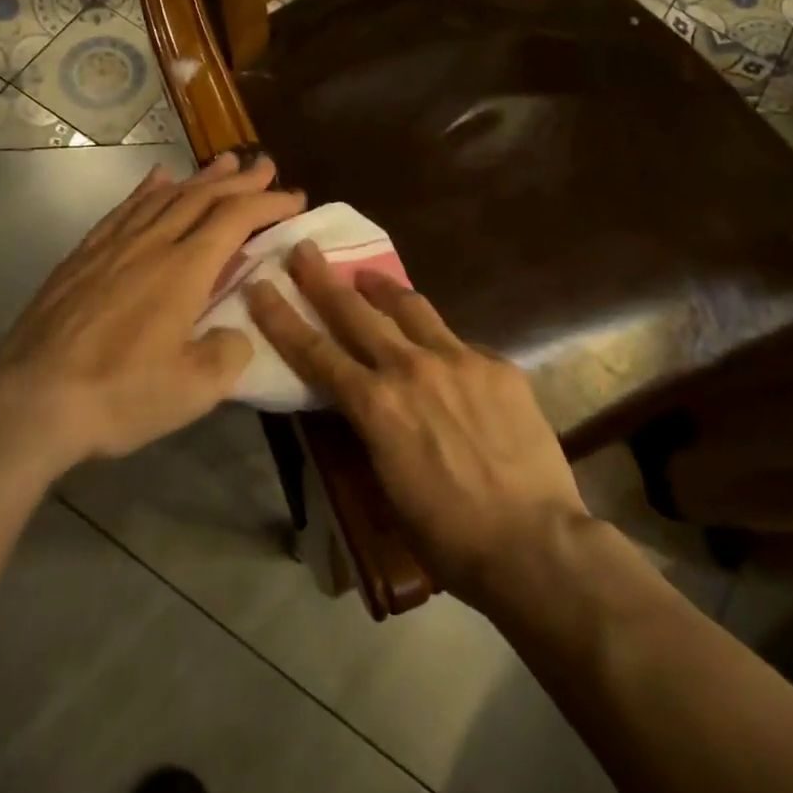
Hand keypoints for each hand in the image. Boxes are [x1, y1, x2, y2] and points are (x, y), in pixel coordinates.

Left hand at [0, 152, 304, 475]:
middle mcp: (150, 245)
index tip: (296, 197)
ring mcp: (112, 247)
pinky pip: (123, 210)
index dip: (269, 204)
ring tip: (223, 163)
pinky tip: (157, 180)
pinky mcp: (82, 257)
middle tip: (266, 166)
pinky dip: (147, 190)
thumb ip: (228, 353)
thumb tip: (235, 332)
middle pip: (202, 198)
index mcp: (184, 270)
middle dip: (239, 180)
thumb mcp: (194, 390)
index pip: (236, 219)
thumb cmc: (118, 395)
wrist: (29, 402)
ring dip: (199, 178)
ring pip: (163, 197)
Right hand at [244, 243, 587, 607]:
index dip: (281, 317)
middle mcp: (410, 368)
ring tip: (368, 276)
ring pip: (410, 308)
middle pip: (355, 312)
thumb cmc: (448, 535)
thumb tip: (368, 403)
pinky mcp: (497, 366)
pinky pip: (459, 343)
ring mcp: (459, 360)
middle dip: (323, 279)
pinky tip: (444, 355)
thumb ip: (372, 429)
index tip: (261, 285)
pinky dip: (439, 342)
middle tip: (305, 251)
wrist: (532, 542)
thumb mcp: (387, 484)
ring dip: (382, 289)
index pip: (314, 352)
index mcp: (375, 405)